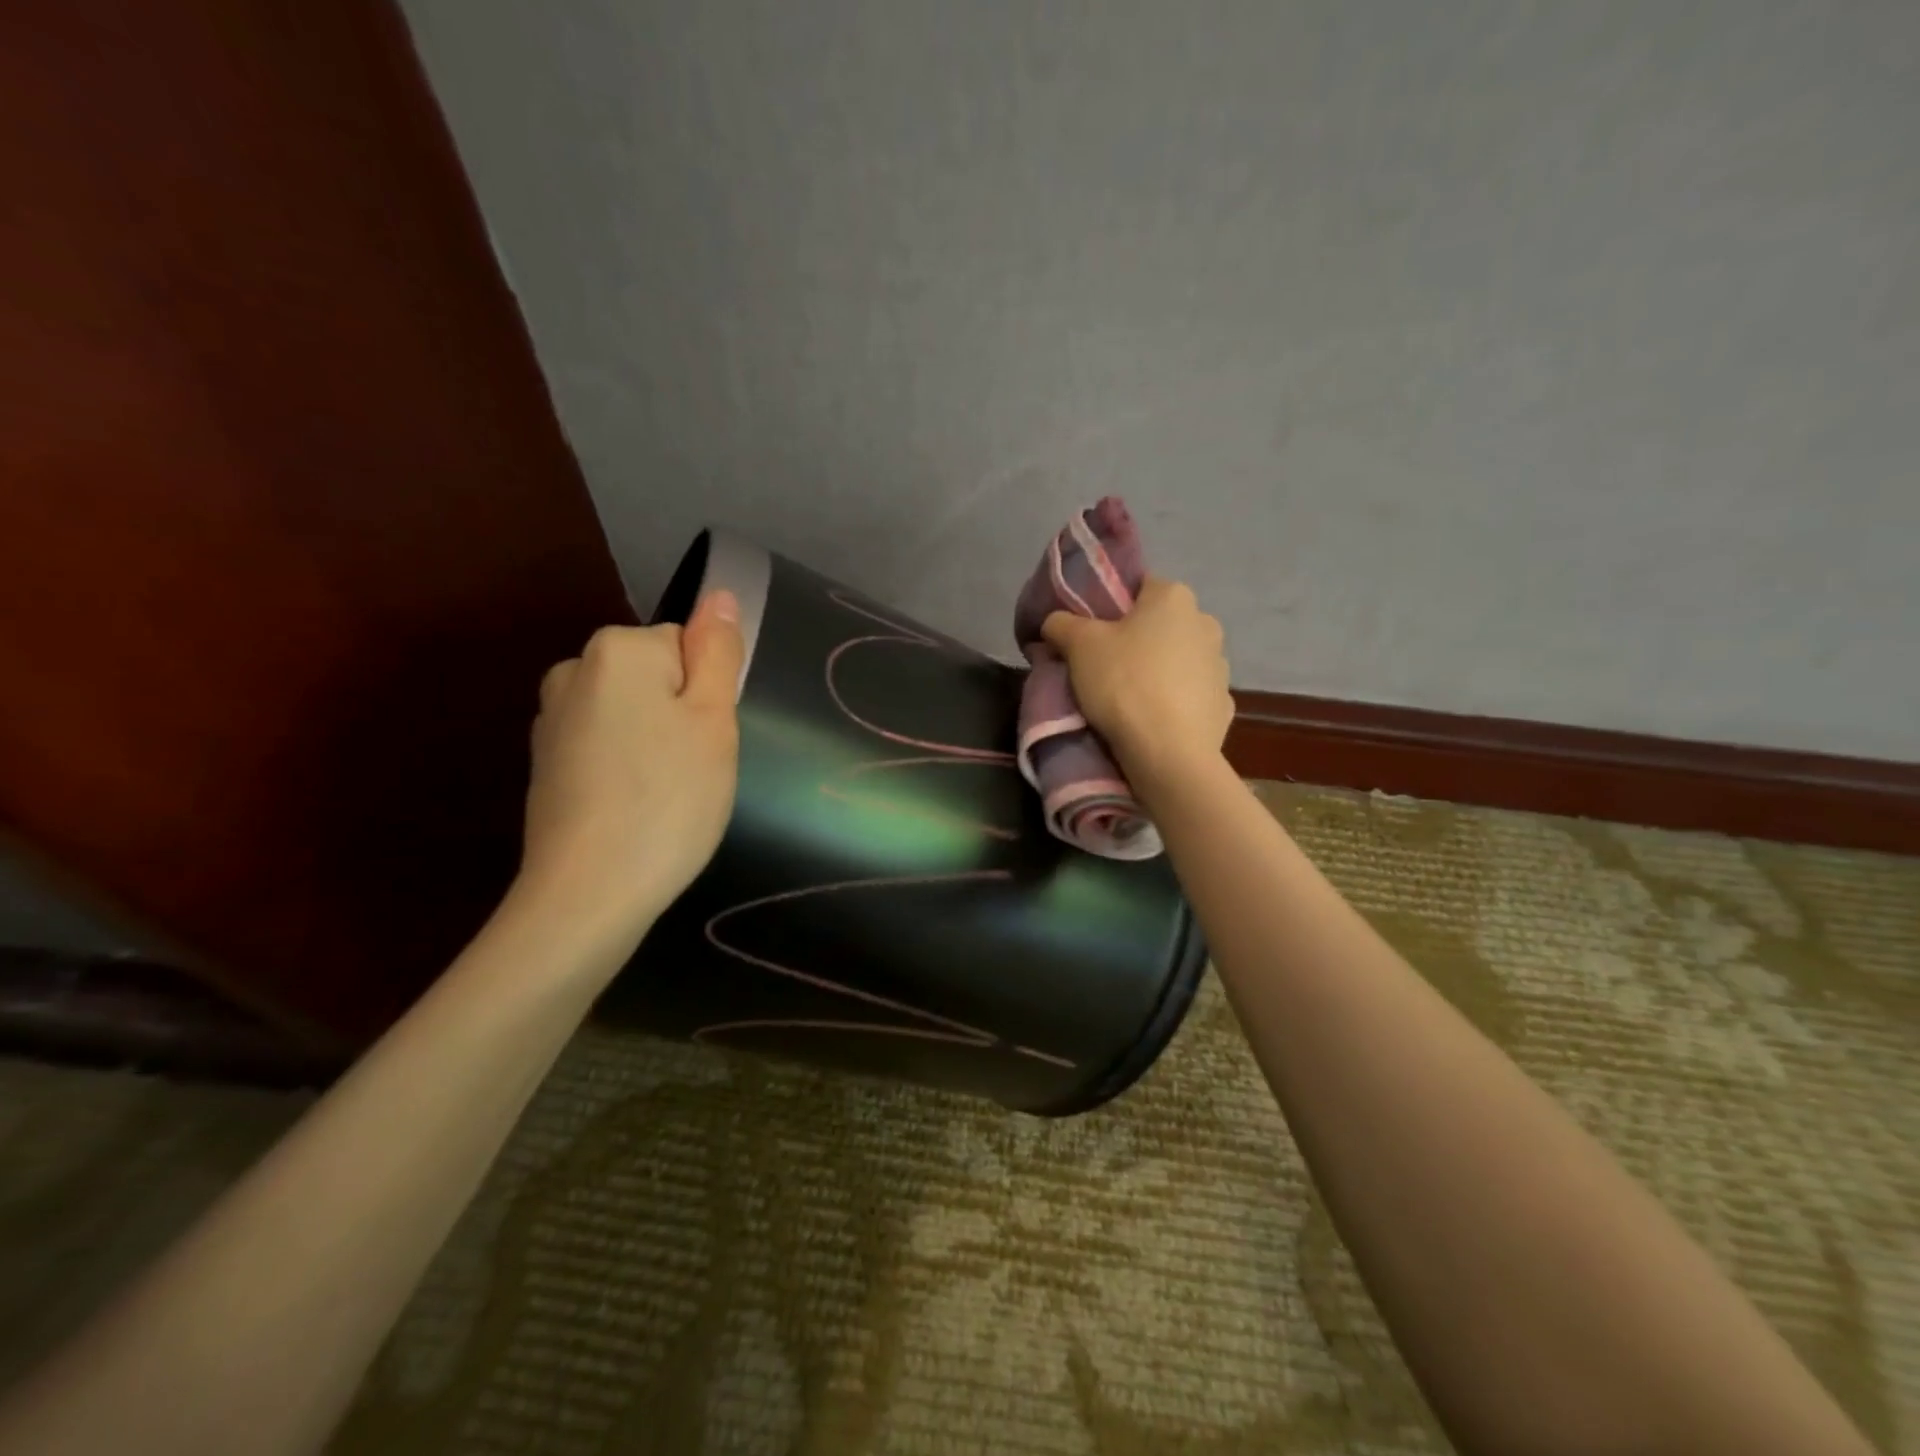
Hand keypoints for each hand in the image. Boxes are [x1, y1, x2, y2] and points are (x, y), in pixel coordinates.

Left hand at [517, 590, 744, 953]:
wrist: (589, 893)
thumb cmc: (668, 799)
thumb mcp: (713, 720)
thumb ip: (717, 652)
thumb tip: (717, 595)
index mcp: (617, 651)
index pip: (687, 646)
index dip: (707, 694)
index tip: (705, 740)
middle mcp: (574, 670)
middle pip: (656, 676)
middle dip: (680, 714)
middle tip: (693, 769)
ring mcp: (551, 719)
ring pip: (632, 712)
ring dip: (655, 741)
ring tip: (664, 794)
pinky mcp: (546, 763)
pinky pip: (605, 744)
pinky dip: (625, 767)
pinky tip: (632, 807)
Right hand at [1041, 575, 1232, 791]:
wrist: (1168, 754)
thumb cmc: (1124, 684)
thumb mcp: (1078, 646)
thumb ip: (1061, 623)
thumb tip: (1055, 621)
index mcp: (1174, 597)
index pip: (1138, 586)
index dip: (1110, 607)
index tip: (1090, 633)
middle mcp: (1205, 622)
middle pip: (1159, 624)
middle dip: (1134, 640)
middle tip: (1102, 666)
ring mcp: (1220, 665)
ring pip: (1177, 659)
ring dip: (1157, 670)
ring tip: (1127, 699)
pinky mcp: (1223, 704)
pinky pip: (1189, 694)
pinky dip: (1173, 701)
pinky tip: (1152, 720)